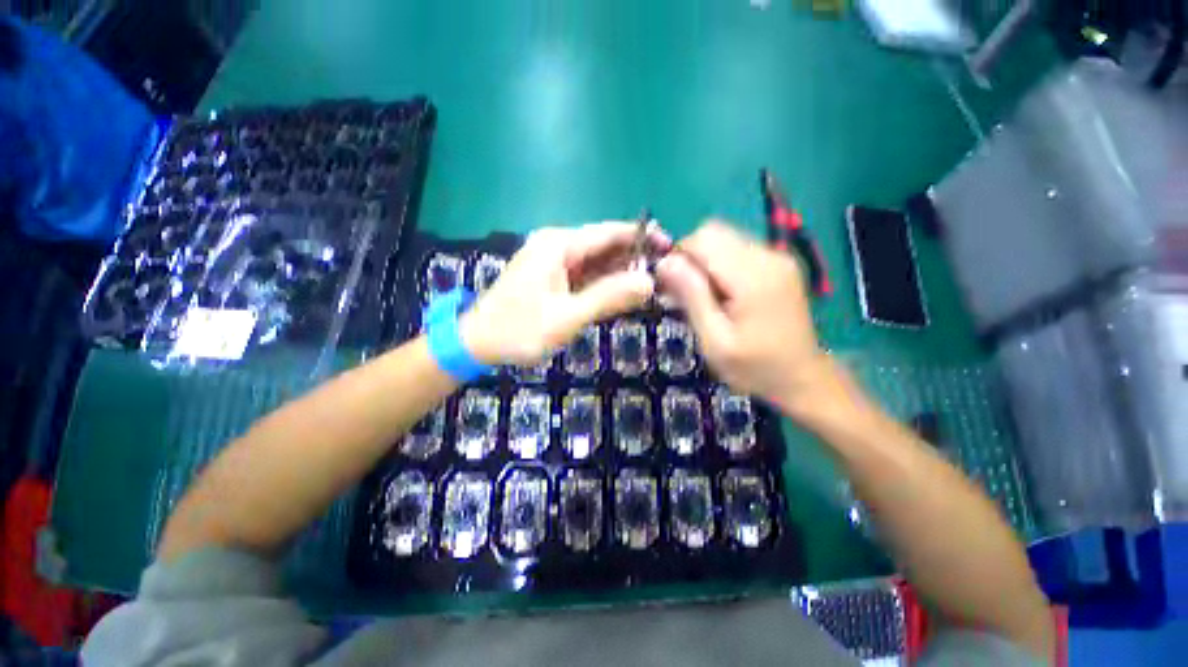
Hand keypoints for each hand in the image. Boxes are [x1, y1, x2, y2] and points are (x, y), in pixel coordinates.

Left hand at [462, 222, 669, 365]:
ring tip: (653, 285)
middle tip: (667, 274)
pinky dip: (606, 283)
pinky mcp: (553, 277)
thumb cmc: (519, 330)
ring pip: (597, 261)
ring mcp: (554, 261)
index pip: (609, 232)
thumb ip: (608, 297)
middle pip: (605, 245)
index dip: (641, 236)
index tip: (671, 246)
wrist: (478, 343)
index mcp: (558, 245)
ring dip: (623, 272)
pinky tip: (625, 292)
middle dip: (635, 258)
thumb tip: (649, 281)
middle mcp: (557, 245)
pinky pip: (587, 275)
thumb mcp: (567, 317)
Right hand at [656, 221, 847, 418]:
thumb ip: (691, 296)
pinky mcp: (779, 263)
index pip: (704, 238)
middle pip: (714, 231)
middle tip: (687, 292)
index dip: (680, 256)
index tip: (672, 286)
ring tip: (706, 296)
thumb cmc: (754, 367)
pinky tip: (724, 293)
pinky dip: (720, 264)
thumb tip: (665, 261)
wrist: (802, 378)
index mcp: (753, 276)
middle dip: (691, 256)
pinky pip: (738, 249)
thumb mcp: (714, 340)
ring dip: (705, 261)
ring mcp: (778, 257)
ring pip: (724, 238)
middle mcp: (769, 256)